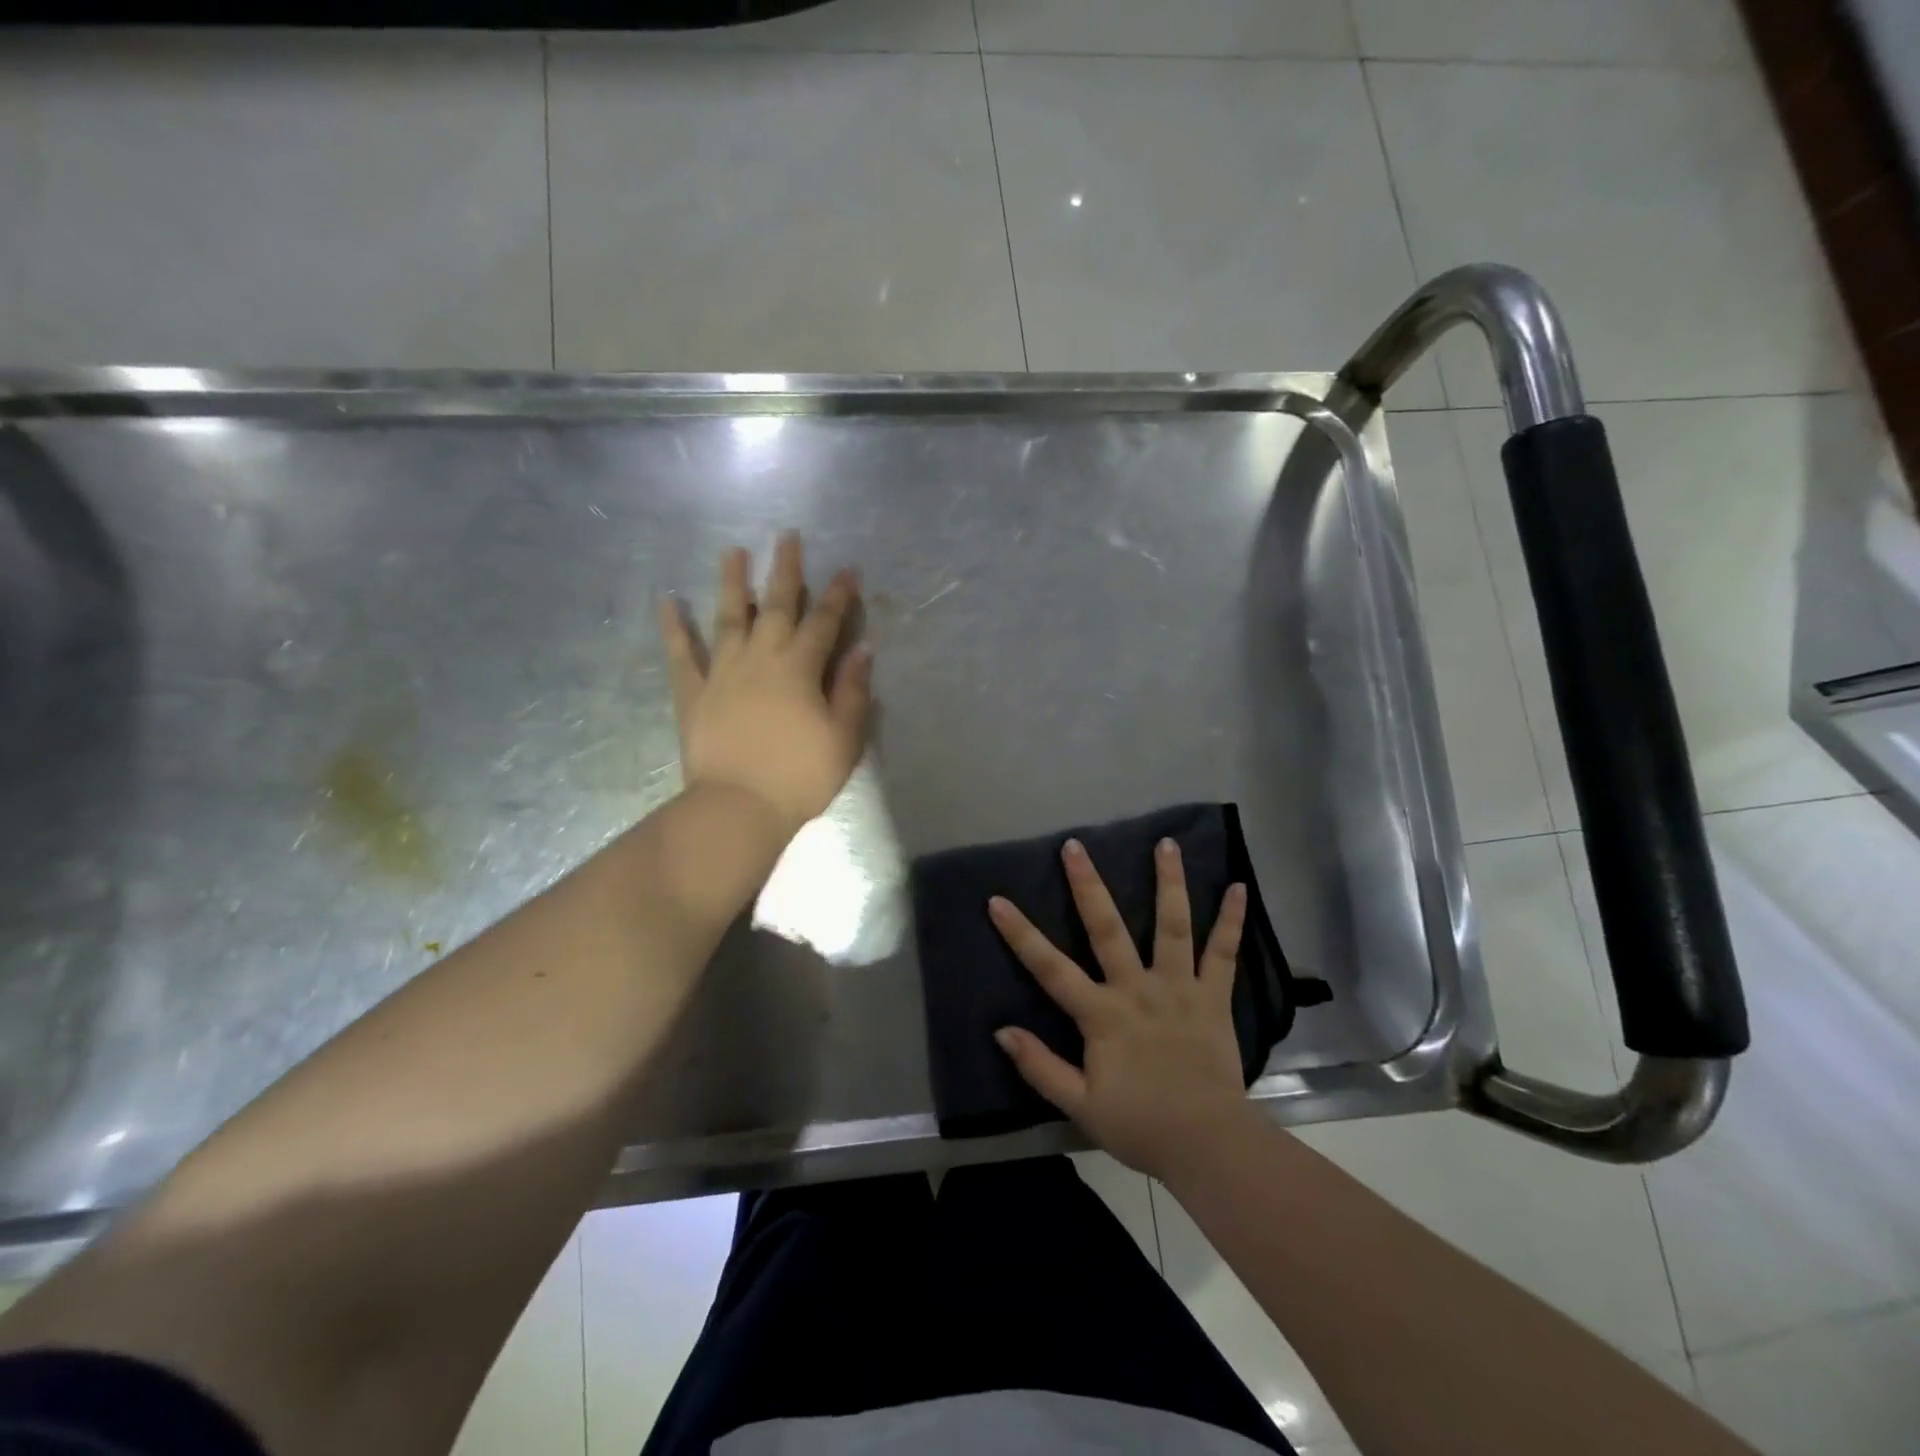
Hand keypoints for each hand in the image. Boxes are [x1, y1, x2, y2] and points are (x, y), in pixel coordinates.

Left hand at [660, 532, 872, 838]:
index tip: (848, 570)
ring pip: (728, 617)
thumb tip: (863, 650)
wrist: (738, 808)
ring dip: (732, 583)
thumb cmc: (800, 776)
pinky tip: (667, 602)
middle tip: (787, 536)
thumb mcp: (843, 738)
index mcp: (800, 668)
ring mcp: (722, 672)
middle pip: (776, 605)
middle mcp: (761, 657)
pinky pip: (681, 655)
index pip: (824, 622)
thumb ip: (853, 691)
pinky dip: (674, 628)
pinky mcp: (693, 693)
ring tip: (733, 551)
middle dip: (785, 570)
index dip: (838, 596)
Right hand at [989, 839, 1250, 1180]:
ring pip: (1172, 926)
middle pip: (1107, 929)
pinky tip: (1238, 887)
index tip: (998, 901)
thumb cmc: (1140, 1125)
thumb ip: (1040, 1067)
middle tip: (1075, 846)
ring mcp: (1179, 988)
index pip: (1051, 968)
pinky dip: (1231, 920)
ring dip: (1168, 882)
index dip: (1021, 934)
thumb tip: (1002, 1031)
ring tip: (1166, 843)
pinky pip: (1223, 953)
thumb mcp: (1080, 1105)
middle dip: (1088, 885)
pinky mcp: (1213, 997)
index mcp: (1102, 1015)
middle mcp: (1137, 989)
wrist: (1208, 1144)